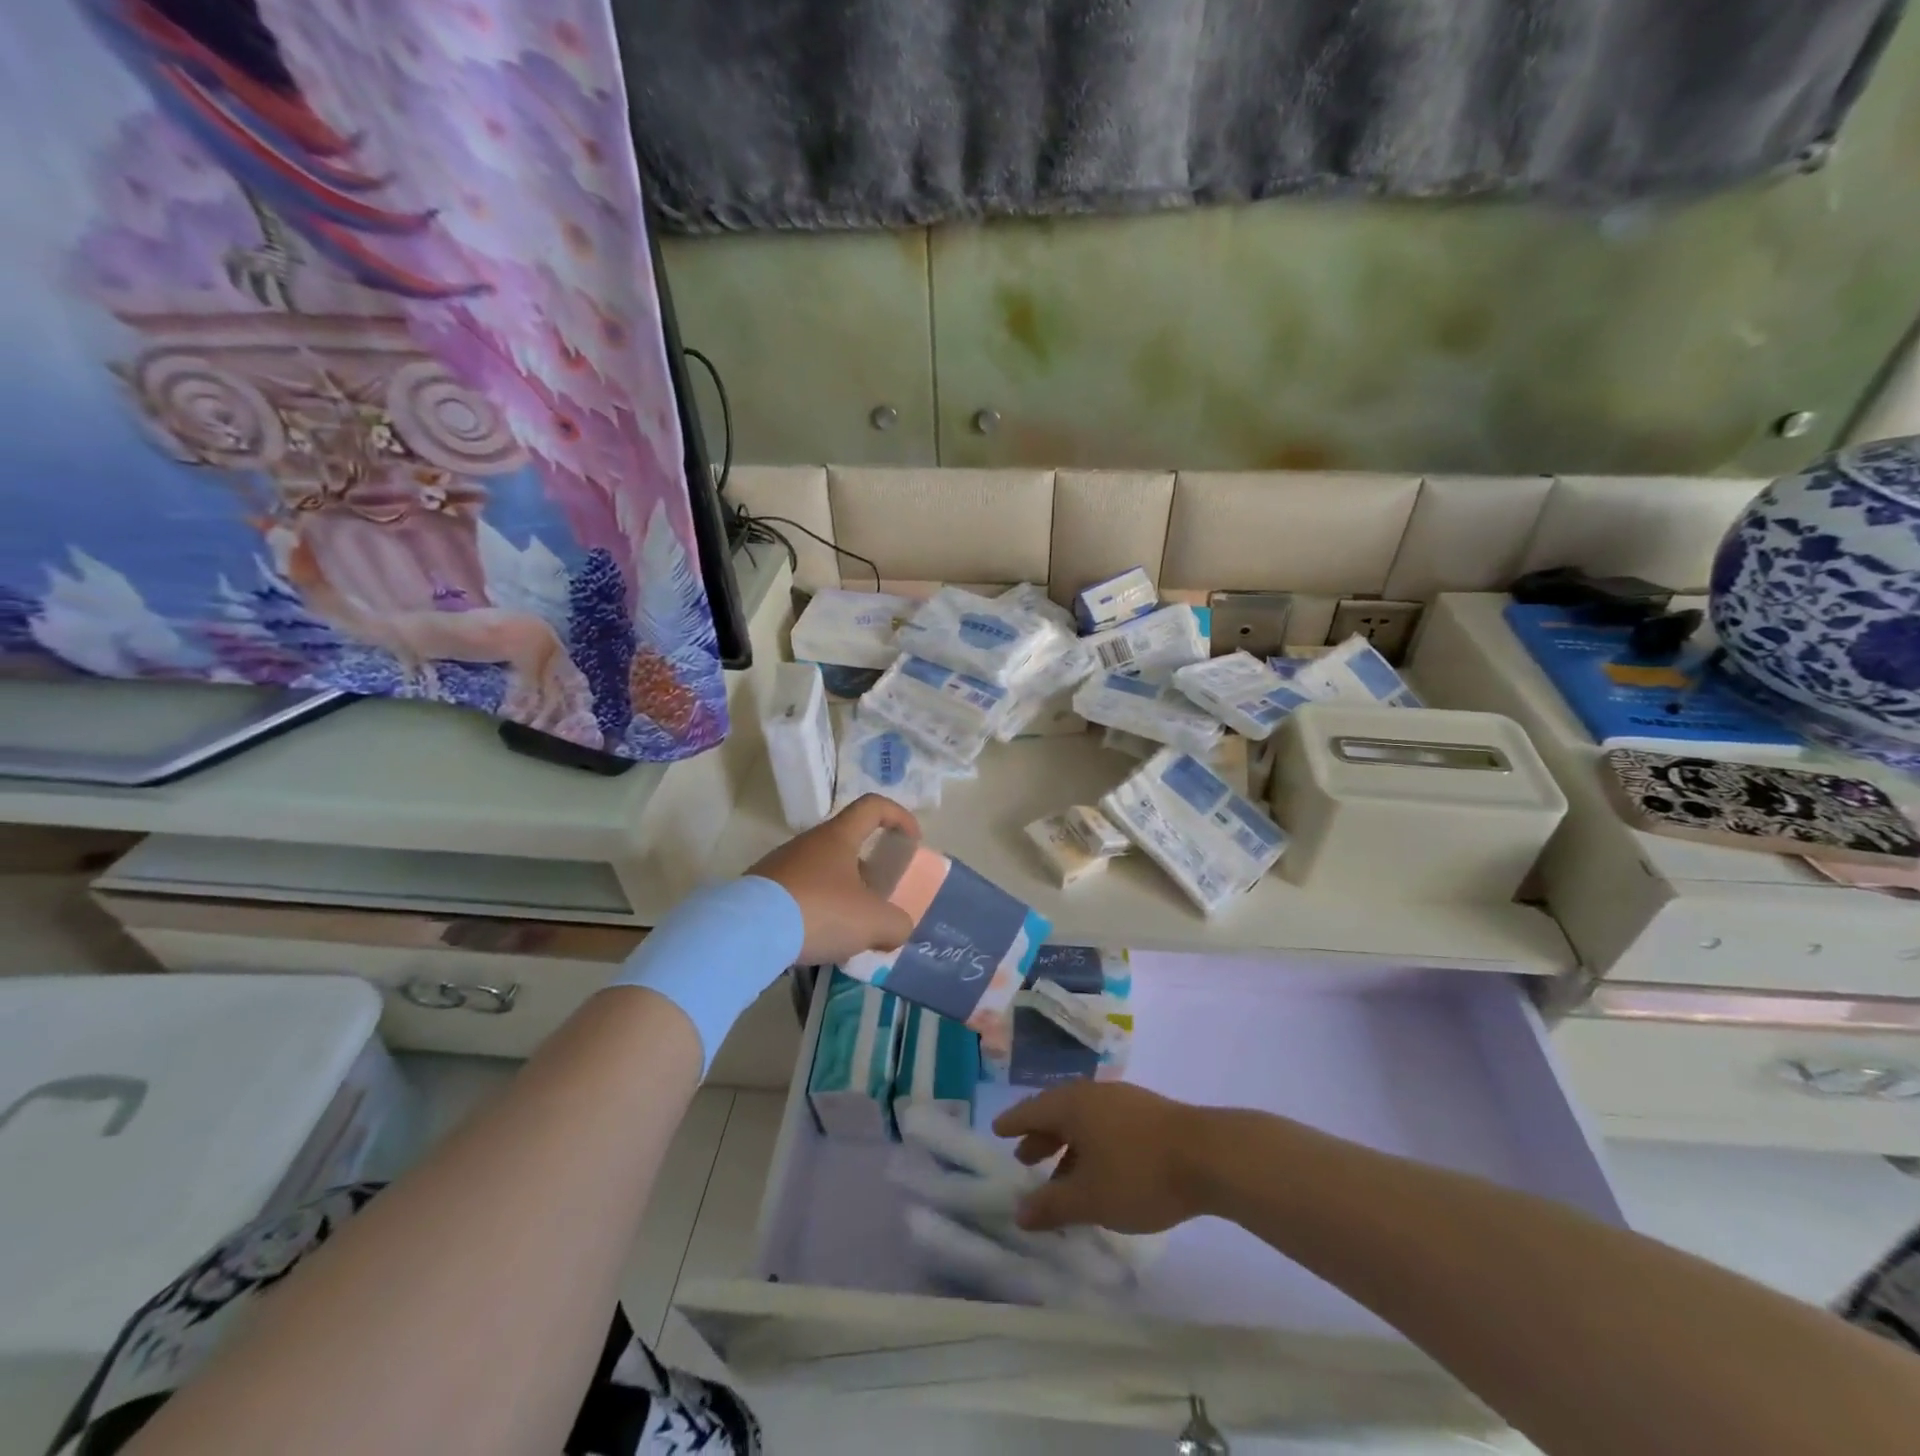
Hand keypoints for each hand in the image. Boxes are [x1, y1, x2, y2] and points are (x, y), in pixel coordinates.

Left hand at [748, 794, 920, 965]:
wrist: (745, 934)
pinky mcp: (760, 892)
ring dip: (841, 896)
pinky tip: (817, 943)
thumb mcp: (873, 922)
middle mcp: (808, 843)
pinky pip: (798, 896)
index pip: (873, 806)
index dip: (899, 817)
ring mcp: (780, 866)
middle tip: (879, 903)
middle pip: (848, 845)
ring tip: (849, 934)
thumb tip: (897, 929)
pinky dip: (814, 913)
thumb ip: (897, 924)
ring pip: (823, 874)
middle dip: (869, 872)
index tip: (911, 842)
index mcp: (838, 837)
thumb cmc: (819, 911)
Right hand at [993, 1082, 1212, 1233]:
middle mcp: (1092, 1094)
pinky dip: (1091, 1145)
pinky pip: (1105, 1124)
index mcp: (1072, 1105)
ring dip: (1067, 1145)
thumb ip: (1052, 1205)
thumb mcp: (1090, 1198)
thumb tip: (1018, 1212)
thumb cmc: (1139, 1174)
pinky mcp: (1147, 1113)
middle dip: (1040, 1137)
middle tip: (1024, 1159)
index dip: (1013, 1123)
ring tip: (1062, 1175)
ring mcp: (1123, 1100)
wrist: (1209, 1155)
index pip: (1031, 1110)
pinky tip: (1101, 1171)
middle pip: (1057, 1112)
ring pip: (1083, 1120)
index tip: (997, 1131)